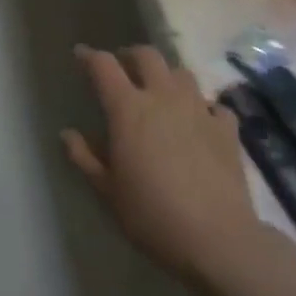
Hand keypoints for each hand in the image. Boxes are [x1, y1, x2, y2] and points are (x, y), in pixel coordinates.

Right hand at [62, 45, 259, 282]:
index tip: (80, 55)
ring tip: (161, 92)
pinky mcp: (227, 129)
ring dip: (167, 76)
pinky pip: (215, 105)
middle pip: (146, 55)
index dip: (89, 56)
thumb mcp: (108, 191)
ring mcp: (198, 109)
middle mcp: (162, 97)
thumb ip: (85, 158)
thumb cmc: (152, 215)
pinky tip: (201, 122)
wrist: (218, 240)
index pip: (103, 65)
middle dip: (131, 56)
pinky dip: (204, 107)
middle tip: (123, 68)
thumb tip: (68, 134)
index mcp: (127, 108)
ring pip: (181, 73)